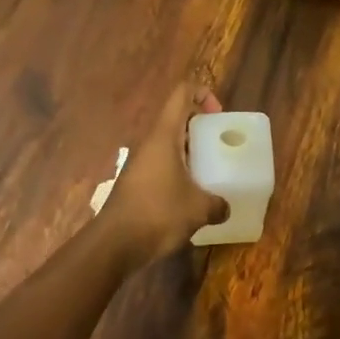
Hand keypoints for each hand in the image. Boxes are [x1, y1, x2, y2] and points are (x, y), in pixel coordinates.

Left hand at [101, 83, 228, 262]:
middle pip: (176, 117)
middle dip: (199, 125)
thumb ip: (217, 204)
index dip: (202, 93)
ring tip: (209, 169)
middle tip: (219, 142)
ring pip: (168, 143)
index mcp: (164, 135)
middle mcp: (150, 143)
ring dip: (189, 150)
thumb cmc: (157, 213)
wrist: (113, 245)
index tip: (218, 114)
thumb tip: (225, 207)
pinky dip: (178, 169)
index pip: (182, 94)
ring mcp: (140, 163)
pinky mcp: (136, 182)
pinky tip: (191, 193)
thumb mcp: (198, 209)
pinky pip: (161, 164)